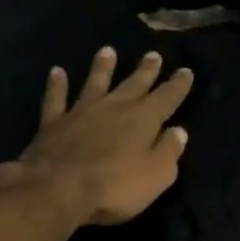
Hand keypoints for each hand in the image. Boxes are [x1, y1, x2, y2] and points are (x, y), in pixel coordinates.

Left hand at [0, 46, 192, 225]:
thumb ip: (169, 151)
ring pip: (95, 82)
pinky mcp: (53, 122)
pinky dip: (56, 85)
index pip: (167, 97)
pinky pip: (55, 98)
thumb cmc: (115, 186)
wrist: (57, 190)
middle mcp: (114, 107)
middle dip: (146, 70)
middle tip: (153, 55)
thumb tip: (179, 131)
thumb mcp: (157, 175)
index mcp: (144, 119)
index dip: (178, 84)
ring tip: (107, 50)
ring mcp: (82, 112)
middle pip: (134, 83)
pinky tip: (56, 72)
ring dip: (102, 67)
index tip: (186, 71)